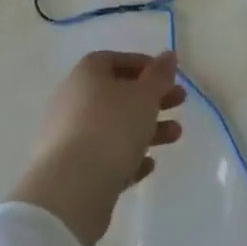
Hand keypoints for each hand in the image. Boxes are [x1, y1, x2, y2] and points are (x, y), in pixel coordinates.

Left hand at [10, 51, 185, 245]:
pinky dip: (127, 157)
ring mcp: (67, 137)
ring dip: (146, 128)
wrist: (72, 190)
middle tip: (179, 103)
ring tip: (175, 137)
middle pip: (117, 94)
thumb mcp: (145, 95)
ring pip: (113, 127)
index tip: (167, 77)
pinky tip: (147, 165)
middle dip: (151, 99)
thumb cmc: (112, 128)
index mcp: (85, 75)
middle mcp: (71, 101)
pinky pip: (103, 156)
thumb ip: (160, 74)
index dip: (143, 65)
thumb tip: (168, 55)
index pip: (114, 60)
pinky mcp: (69, 170)